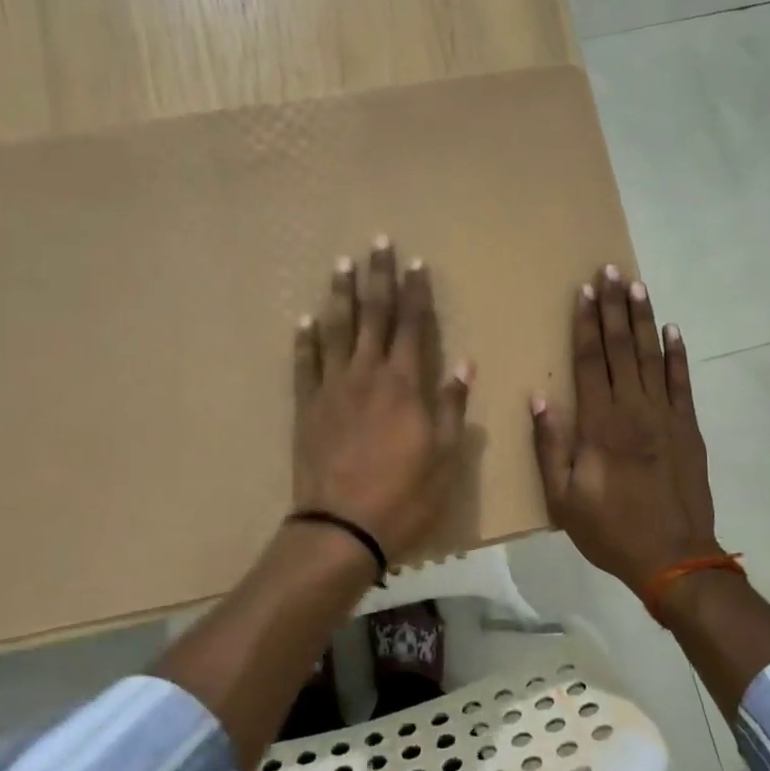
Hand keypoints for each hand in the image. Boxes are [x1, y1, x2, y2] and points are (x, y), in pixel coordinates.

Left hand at [293, 238, 471, 560]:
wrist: (341, 527)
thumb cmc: (404, 496)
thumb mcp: (444, 457)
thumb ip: (451, 406)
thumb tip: (464, 363)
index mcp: (405, 384)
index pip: (413, 325)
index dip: (416, 292)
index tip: (416, 262)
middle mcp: (367, 374)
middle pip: (374, 315)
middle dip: (378, 278)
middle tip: (378, 244)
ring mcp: (333, 388)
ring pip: (337, 330)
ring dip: (341, 295)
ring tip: (341, 265)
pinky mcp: (307, 406)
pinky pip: (305, 364)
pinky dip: (306, 339)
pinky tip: (306, 319)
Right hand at [531, 266, 722, 590]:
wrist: (675, 558)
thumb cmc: (610, 530)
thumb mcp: (563, 498)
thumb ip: (550, 446)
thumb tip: (540, 398)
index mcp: (599, 425)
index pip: (590, 362)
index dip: (586, 324)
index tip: (585, 291)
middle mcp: (633, 410)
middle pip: (622, 348)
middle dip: (615, 307)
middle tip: (611, 271)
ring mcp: (666, 416)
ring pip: (652, 357)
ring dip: (644, 320)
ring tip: (638, 286)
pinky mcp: (689, 428)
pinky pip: (682, 383)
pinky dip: (678, 355)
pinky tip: (673, 331)